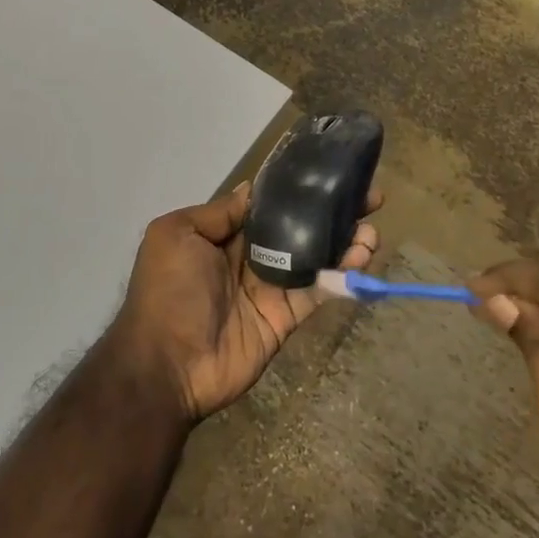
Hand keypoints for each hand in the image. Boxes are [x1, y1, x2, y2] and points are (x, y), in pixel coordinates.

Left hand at [109, 182, 378, 423]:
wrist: (167, 364)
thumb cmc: (168, 290)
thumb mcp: (177, 235)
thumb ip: (219, 213)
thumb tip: (252, 189)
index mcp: (221, 234)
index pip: (267, 204)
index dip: (296, 188)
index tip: (329, 172)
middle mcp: (249, 257)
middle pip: (297, 227)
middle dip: (331, 211)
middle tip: (370, 198)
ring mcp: (270, 287)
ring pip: (315, 257)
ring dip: (345, 241)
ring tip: (371, 232)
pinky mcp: (286, 317)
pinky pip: (318, 291)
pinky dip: (342, 275)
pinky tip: (362, 258)